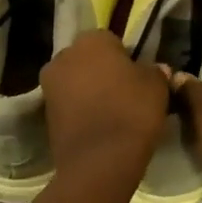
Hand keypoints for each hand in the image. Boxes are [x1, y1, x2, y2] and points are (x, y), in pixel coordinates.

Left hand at [41, 29, 168, 193]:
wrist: (98, 162)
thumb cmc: (131, 111)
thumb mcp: (157, 86)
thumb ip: (155, 71)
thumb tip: (155, 69)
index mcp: (91, 40)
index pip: (111, 40)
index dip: (125, 58)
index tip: (137, 77)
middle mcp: (64, 55)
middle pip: (88, 59)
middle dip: (102, 72)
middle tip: (125, 93)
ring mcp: (49, 85)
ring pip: (76, 82)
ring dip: (89, 92)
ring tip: (112, 113)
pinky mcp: (44, 114)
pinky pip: (68, 105)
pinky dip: (80, 111)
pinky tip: (98, 127)